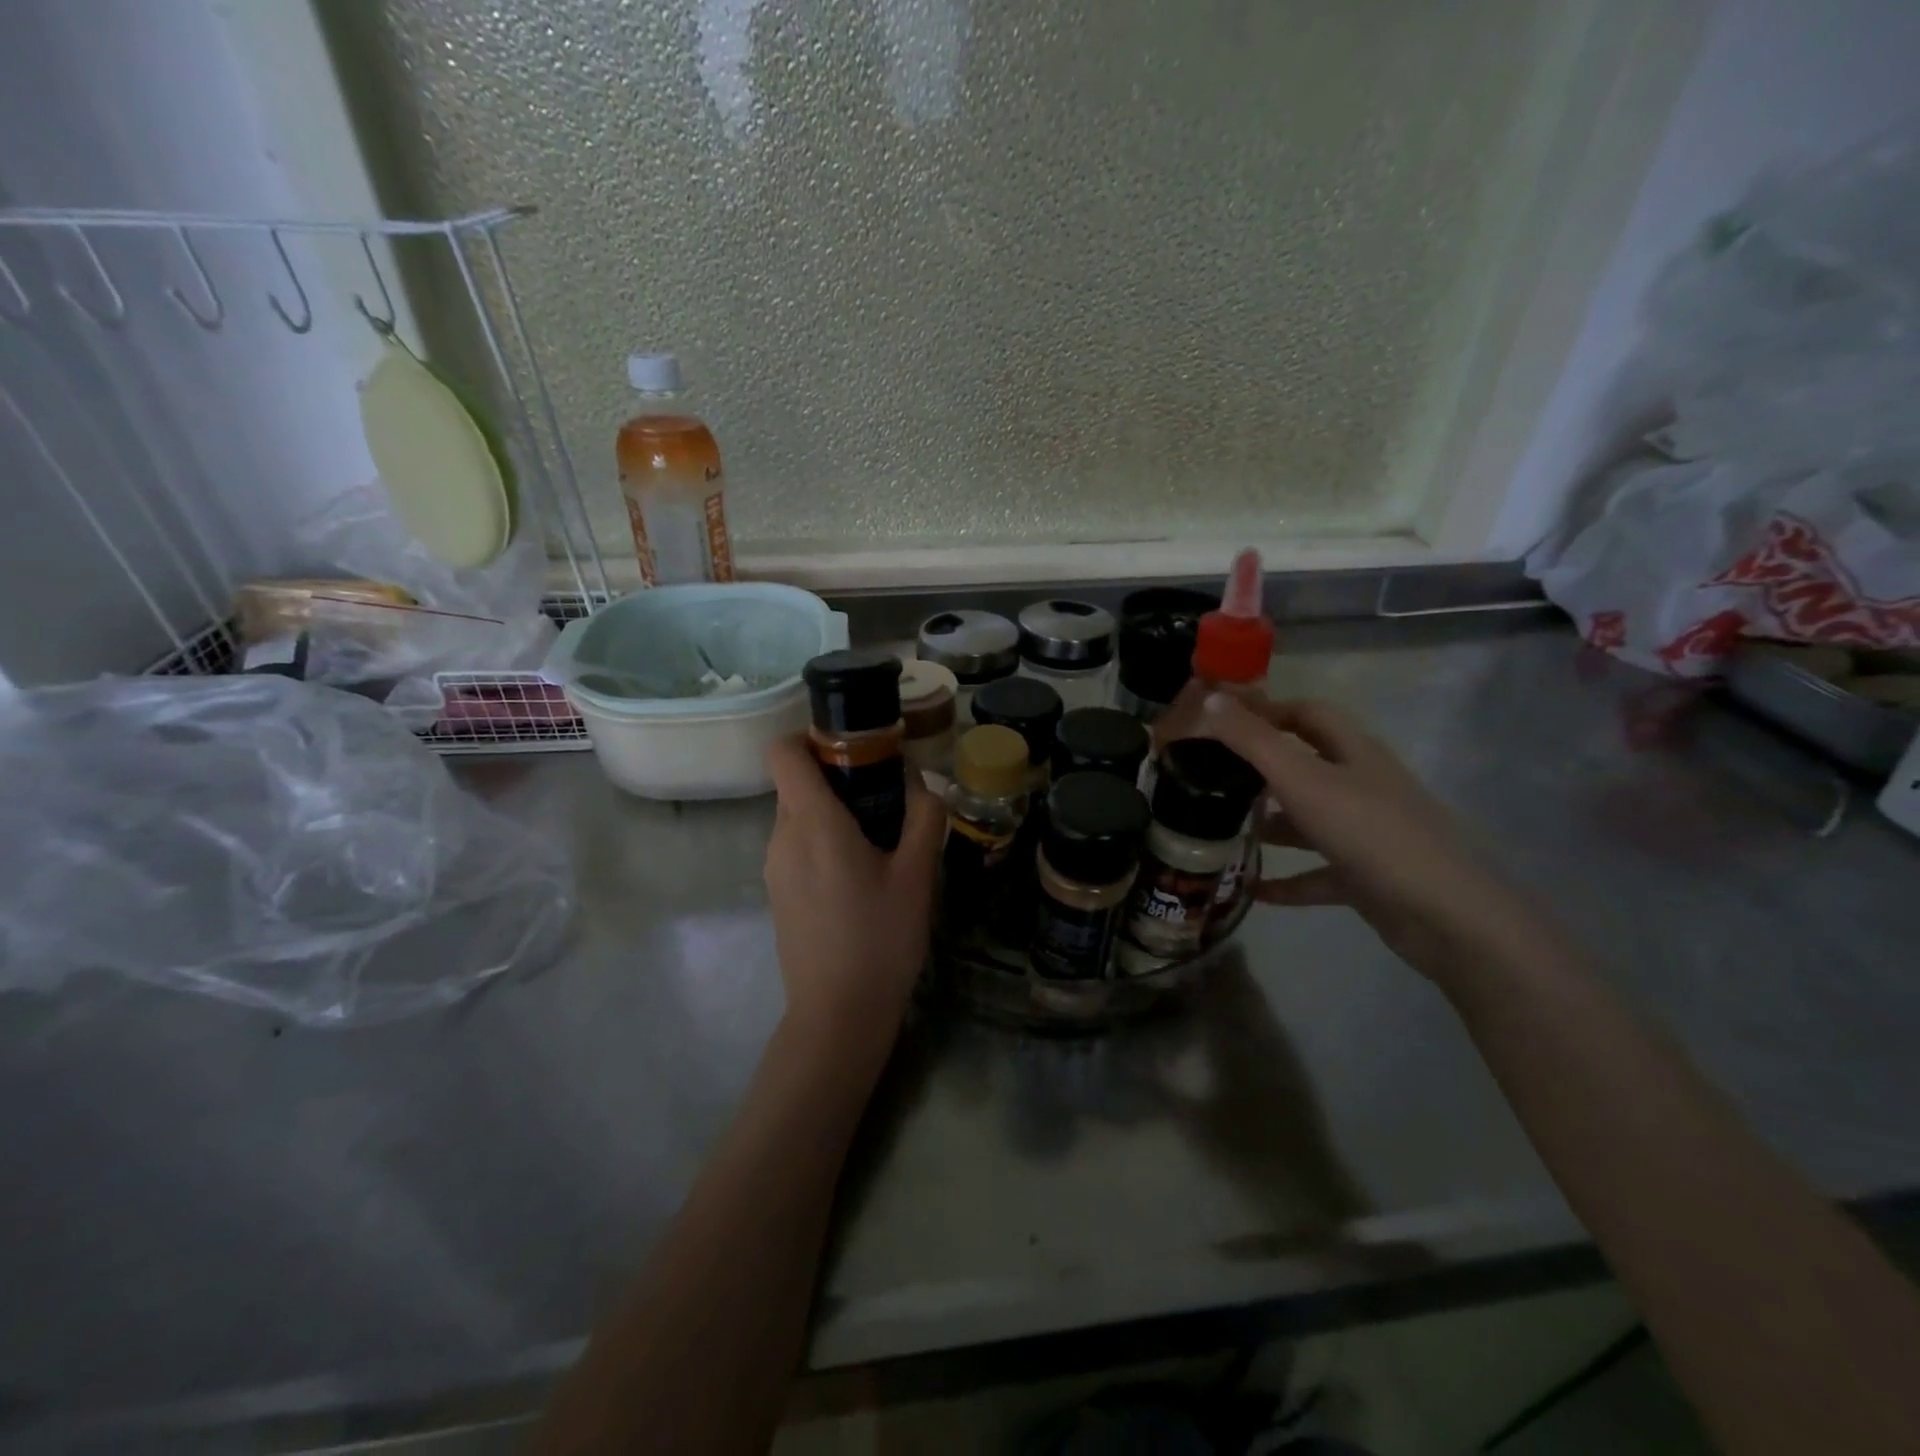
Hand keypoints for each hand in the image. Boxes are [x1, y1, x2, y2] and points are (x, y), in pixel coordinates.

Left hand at [763, 738, 945, 1064]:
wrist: (837, 1015)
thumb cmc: (880, 939)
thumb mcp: (918, 875)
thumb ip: (924, 817)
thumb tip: (922, 783)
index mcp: (813, 822)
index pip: (784, 751)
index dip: (811, 735)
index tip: (853, 747)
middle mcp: (782, 836)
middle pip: (797, 781)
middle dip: (837, 776)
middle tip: (886, 795)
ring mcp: (774, 867)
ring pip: (798, 815)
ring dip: (834, 811)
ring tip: (880, 839)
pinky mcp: (777, 892)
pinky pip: (797, 845)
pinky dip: (824, 840)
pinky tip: (860, 875)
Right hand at [1171, 687, 1544, 986]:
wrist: (1448, 917)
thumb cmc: (1371, 833)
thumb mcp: (1303, 780)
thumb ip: (1253, 741)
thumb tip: (1209, 700)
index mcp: (1353, 753)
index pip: (1307, 714)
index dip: (1267, 710)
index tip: (1221, 720)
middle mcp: (1362, 786)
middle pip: (1305, 765)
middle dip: (1260, 769)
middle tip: (1211, 777)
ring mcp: (1366, 833)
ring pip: (1308, 819)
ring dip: (1269, 824)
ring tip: (1221, 831)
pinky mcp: (1367, 877)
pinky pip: (1317, 873)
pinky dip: (1286, 879)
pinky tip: (1252, 888)